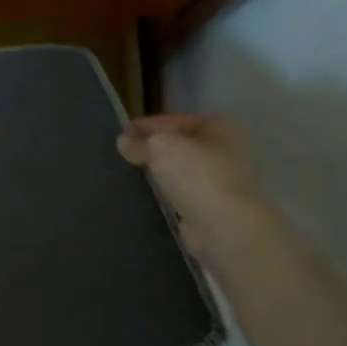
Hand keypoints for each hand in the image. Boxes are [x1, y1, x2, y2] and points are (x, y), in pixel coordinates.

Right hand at [117, 113, 263, 256]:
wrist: (221, 225)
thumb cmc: (195, 174)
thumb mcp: (160, 147)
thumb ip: (140, 142)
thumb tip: (123, 141)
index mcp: (218, 127)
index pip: (175, 120)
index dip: (147, 125)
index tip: (122, 132)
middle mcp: (224, 150)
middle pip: (180, 145)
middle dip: (153, 149)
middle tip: (125, 154)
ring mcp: (220, 180)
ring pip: (181, 170)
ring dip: (159, 172)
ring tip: (130, 173)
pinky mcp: (211, 207)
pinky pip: (182, 193)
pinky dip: (166, 193)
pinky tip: (146, 194)